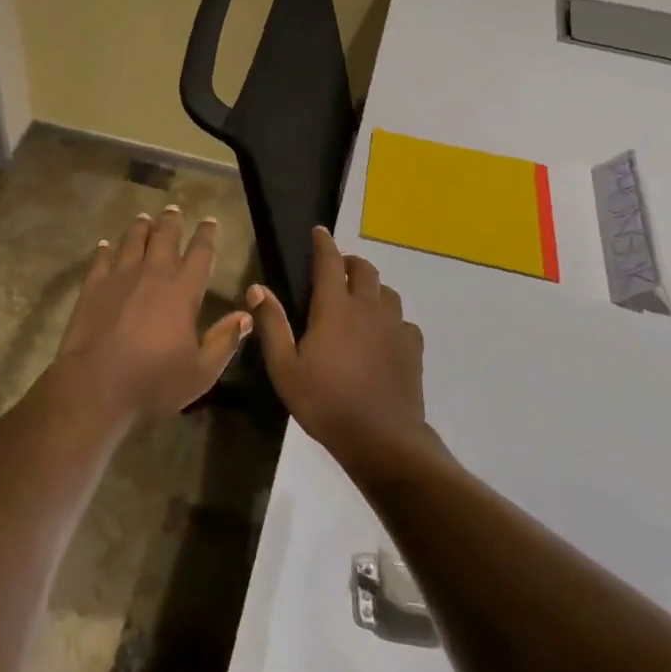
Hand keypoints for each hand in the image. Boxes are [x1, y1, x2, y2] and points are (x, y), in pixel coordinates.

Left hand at [56, 207, 252, 419]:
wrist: (96, 383)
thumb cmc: (153, 380)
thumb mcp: (201, 372)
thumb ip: (224, 341)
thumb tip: (246, 316)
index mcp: (183, 290)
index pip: (200, 254)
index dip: (206, 235)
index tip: (210, 221)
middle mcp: (153, 273)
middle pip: (164, 237)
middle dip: (171, 221)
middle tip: (174, 209)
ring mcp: (120, 276)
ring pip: (133, 240)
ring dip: (140, 228)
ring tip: (144, 218)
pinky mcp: (93, 285)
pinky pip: (101, 258)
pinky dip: (105, 249)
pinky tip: (105, 245)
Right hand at [251, 226, 430, 471]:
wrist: (383, 440)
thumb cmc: (326, 403)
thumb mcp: (285, 369)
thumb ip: (272, 325)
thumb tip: (258, 288)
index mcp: (334, 308)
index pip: (330, 262)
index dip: (323, 243)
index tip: (319, 231)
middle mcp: (367, 308)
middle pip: (364, 269)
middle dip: (350, 262)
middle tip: (337, 270)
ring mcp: (395, 327)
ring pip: (387, 292)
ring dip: (372, 288)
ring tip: (359, 301)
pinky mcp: (412, 348)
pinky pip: (403, 320)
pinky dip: (391, 318)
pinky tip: (383, 335)